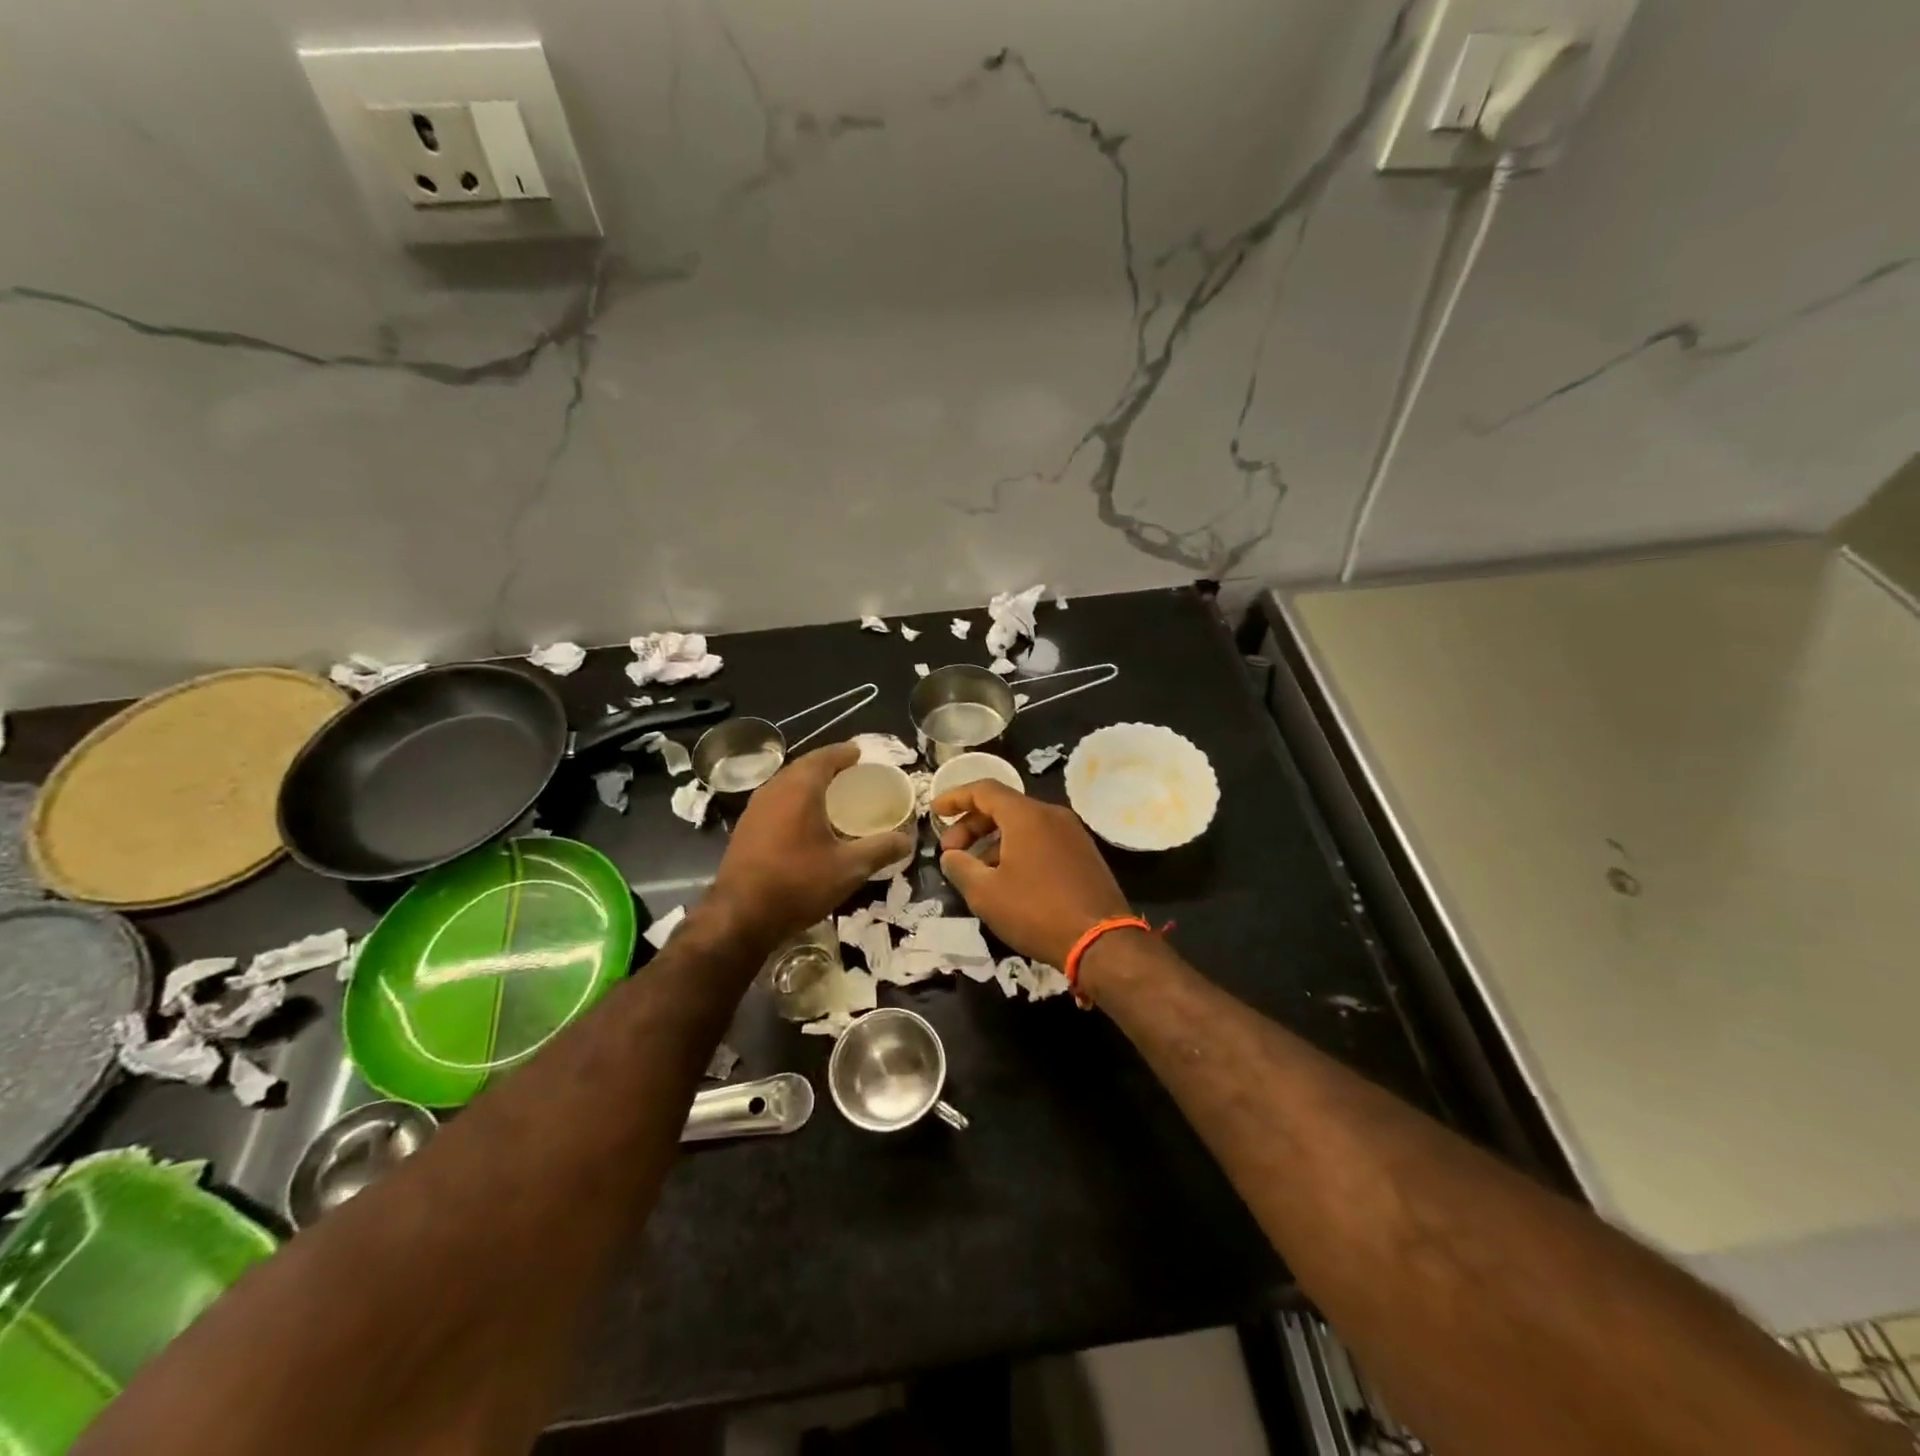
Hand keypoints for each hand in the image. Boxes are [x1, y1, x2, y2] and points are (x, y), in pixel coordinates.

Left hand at [707, 742, 913, 946]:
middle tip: (848, 771)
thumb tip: (907, 840)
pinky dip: (793, 800)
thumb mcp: (849, 869)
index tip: (858, 753)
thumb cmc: (798, 883)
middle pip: (802, 767)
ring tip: (829, 793)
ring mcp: (754, 809)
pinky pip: (774, 802)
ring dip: (807, 783)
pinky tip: (803, 820)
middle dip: (825, 765)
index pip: (823, 758)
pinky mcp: (745, 829)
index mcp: (799, 789)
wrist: (740, 916)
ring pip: (785, 784)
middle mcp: (774, 790)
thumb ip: (880, 850)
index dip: (842, 753)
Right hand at [934, 780, 1131, 968]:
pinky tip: (1007, 878)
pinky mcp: (1084, 854)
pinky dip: (1017, 849)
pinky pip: (1042, 840)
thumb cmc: (1036, 911)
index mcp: (1027, 815)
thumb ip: (960, 867)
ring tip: (975, 870)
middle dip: (972, 825)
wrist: (1101, 941)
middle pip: (1004, 807)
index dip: (955, 797)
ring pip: (1023, 825)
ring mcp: (1073, 833)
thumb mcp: (986, 893)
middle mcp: (1052, 815)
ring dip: (994, 841)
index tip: (935, 811)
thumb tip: (951, 855)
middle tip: (952, 851)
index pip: (984, 790)